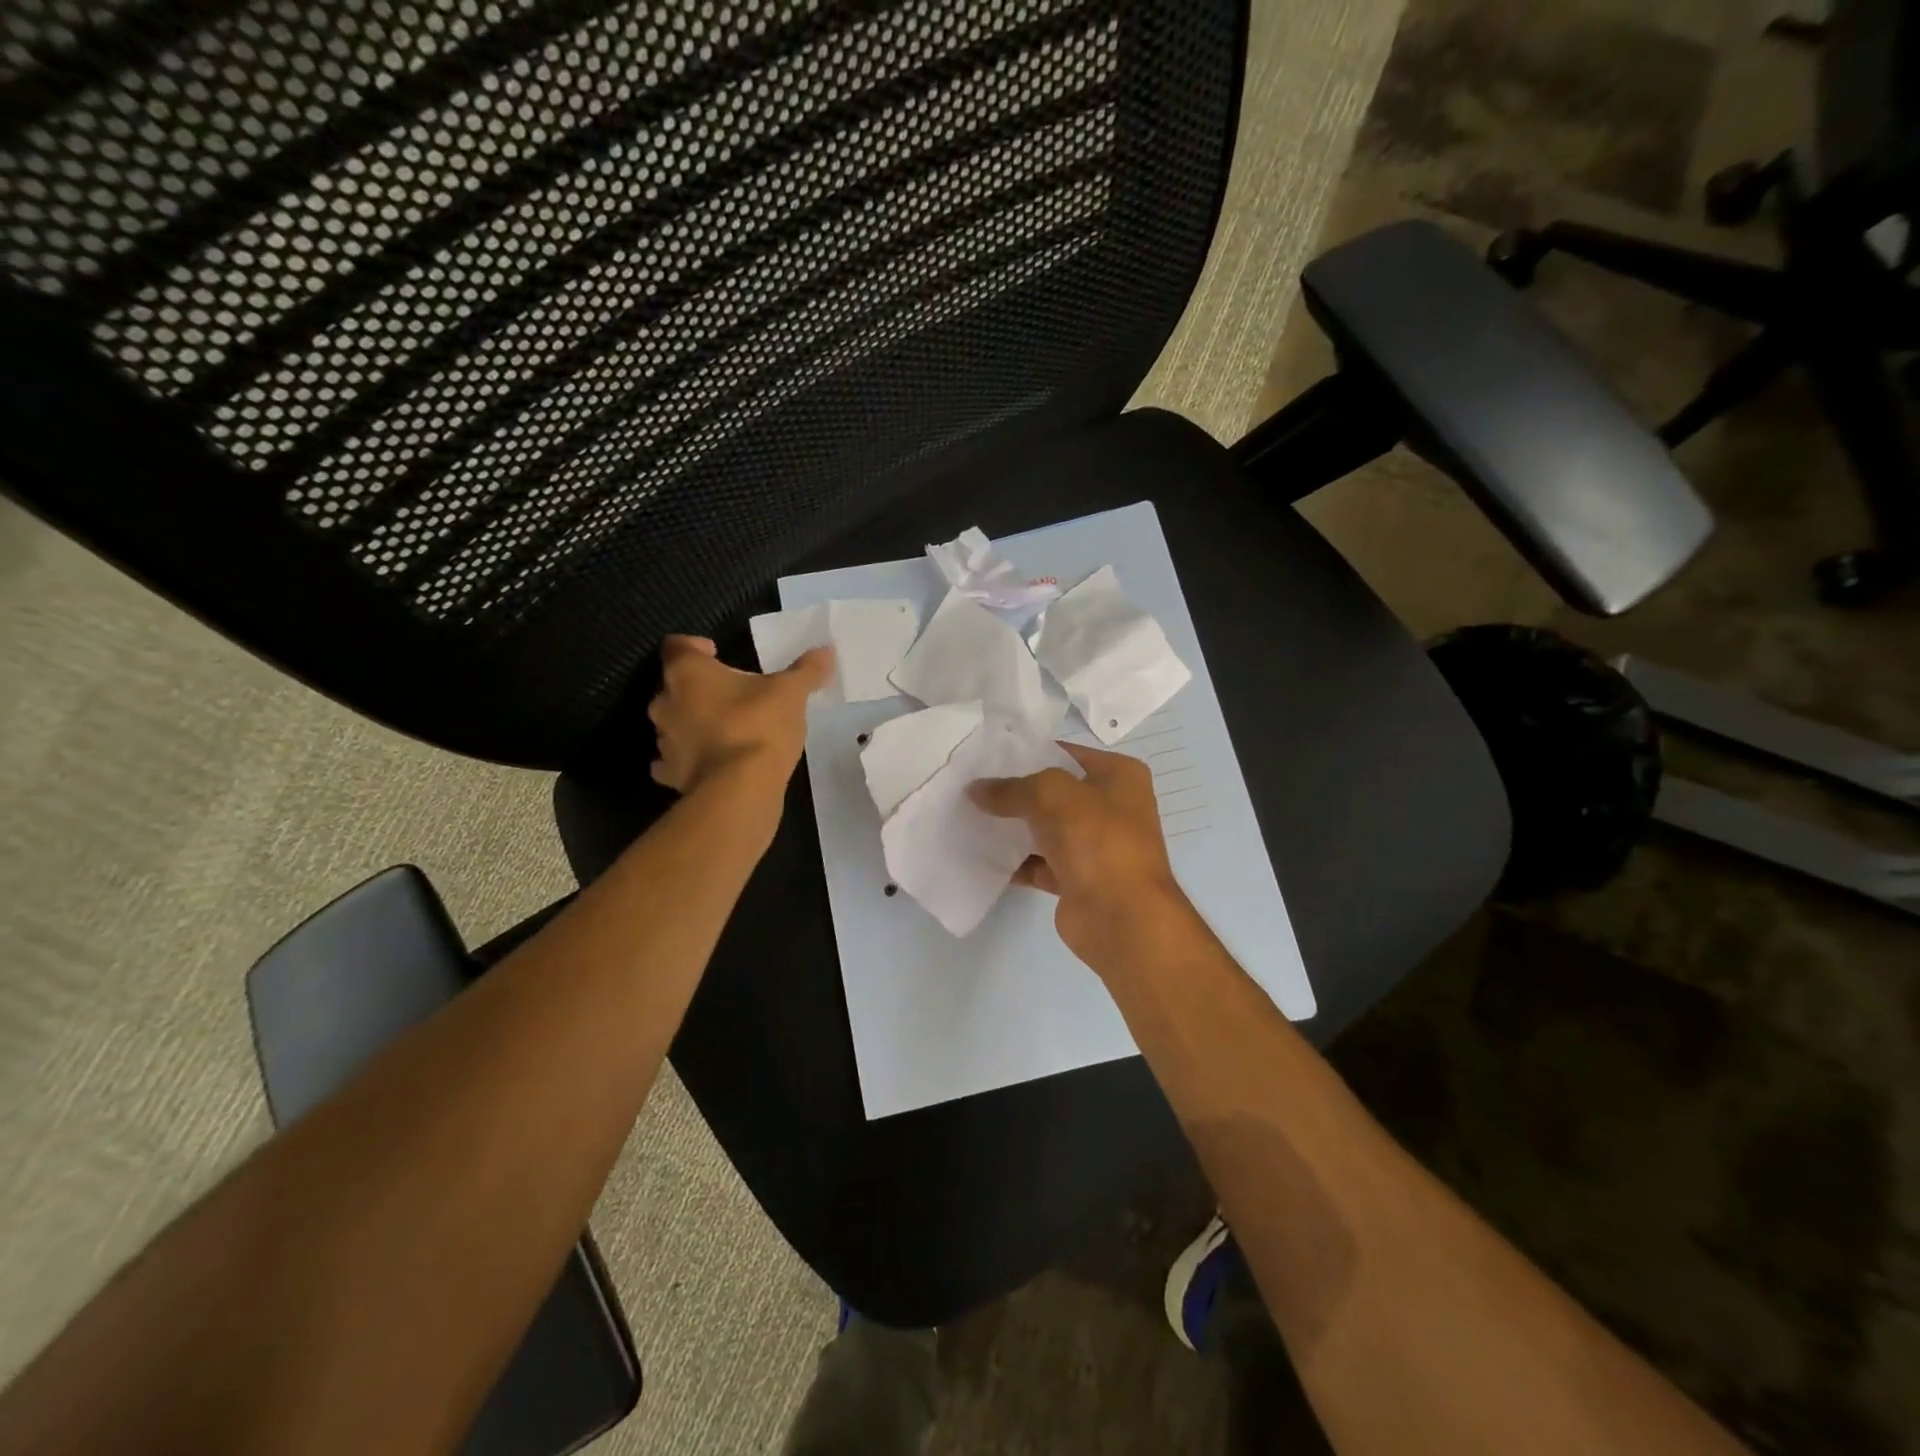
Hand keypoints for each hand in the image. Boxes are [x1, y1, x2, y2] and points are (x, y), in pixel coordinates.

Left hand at [648, 635, 833, 794]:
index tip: (716, 653)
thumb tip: (827, 650)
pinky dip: (689, 758)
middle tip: (730, 694)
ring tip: (726, 729)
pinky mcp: (670, 774)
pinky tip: (711, 762)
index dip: (694, 646)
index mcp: (688, 673)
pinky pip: (674, 760)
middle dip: (698, 688)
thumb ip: (806, 670)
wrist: (739, 789)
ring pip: (673, 723)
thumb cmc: (759, 726)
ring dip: (693, 722)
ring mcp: (664, 741)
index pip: (676, 645)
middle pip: (674, 685)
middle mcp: (665, 702)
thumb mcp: (791, 693)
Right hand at [969, 742, 1194, 976]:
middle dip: (1016, 792)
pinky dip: (1016, 862)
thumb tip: (975, 790)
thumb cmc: (1096, 839)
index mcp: (1120, 776)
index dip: (1028, 753)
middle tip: (972, 788)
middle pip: (1054, 793)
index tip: (987, 757)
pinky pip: (1040, 864)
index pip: (1066, 753)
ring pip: (1046, 829)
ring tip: (970, 818)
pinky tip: (982, 856)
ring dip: (1013, 828)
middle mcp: (1112, 808)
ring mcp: (1096, 846)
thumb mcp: (1050, 795)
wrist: (1121, 916)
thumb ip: (1011, 788)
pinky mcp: (1079, 880)